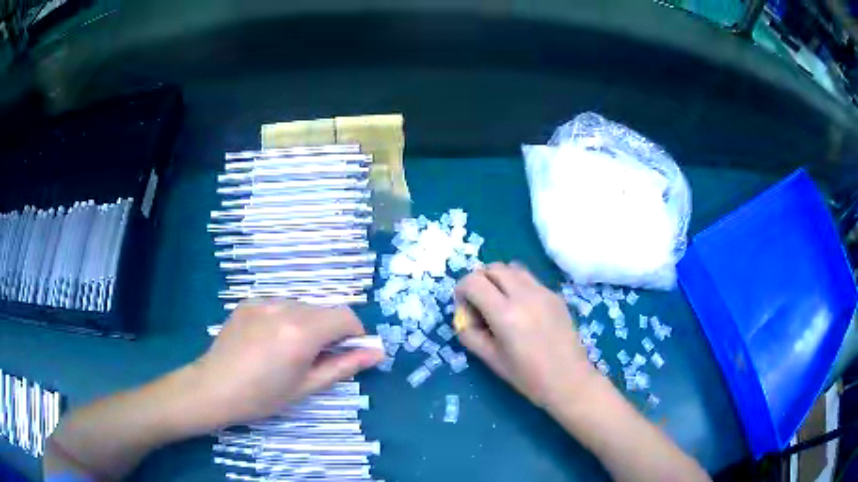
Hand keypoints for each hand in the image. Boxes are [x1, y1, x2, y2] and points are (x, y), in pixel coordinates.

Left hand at [190, 299, 383, 426]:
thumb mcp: (306, 386)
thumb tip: (377, 353)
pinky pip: (279, 306)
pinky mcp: (249, 302)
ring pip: (302, 307)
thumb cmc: (262, 397)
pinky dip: (286, 320)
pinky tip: (268, 342)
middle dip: (330, 331)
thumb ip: (344, 366)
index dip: (354, 334)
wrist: (213, 388)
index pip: (345, 317)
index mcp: (301, 332)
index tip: (347, 354)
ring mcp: (264, 301)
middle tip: (315, 359)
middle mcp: (285, 307)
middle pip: (324, 310)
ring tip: (288, 352)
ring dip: (308, 325)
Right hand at [455, 262, 598, 409]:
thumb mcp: (491, 360)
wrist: (569, 380)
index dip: (461, 291)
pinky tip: (522, 310)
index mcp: (505, 314)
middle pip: (492, 268)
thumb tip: (464, 318)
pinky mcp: (555, 295)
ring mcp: (543, 292)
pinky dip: (517, 285)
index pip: (473, 282)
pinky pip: (529, 279)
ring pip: (512, 268)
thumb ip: (470, 335)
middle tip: (479, 305)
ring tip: (500, 303)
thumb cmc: (528, 377)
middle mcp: (525, 295)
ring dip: (499, 279)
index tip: (464, 310)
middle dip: (479, 281)